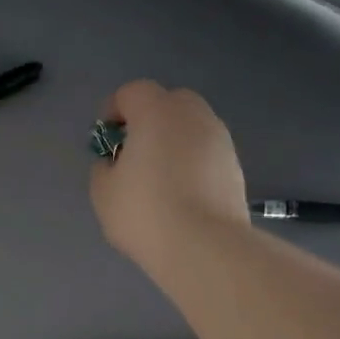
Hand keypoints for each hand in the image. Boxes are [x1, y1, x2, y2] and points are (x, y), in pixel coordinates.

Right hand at [90, 80, 248, 271]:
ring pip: (192, 126)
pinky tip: (183, 194)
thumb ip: (104, 167)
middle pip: (169, 102)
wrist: (205, 247)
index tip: (106, 137)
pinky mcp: (236, 166)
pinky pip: (206, 152)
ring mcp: (220, 140)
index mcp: (156, 112)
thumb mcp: (103, 192)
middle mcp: (193, 115)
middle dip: (149, 119)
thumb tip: (115, 163)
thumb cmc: (145, 212)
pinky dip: (193, 162)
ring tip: (160, 176)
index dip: (115, 109)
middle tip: (135, 151)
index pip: (132, 92)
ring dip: (174, 140)